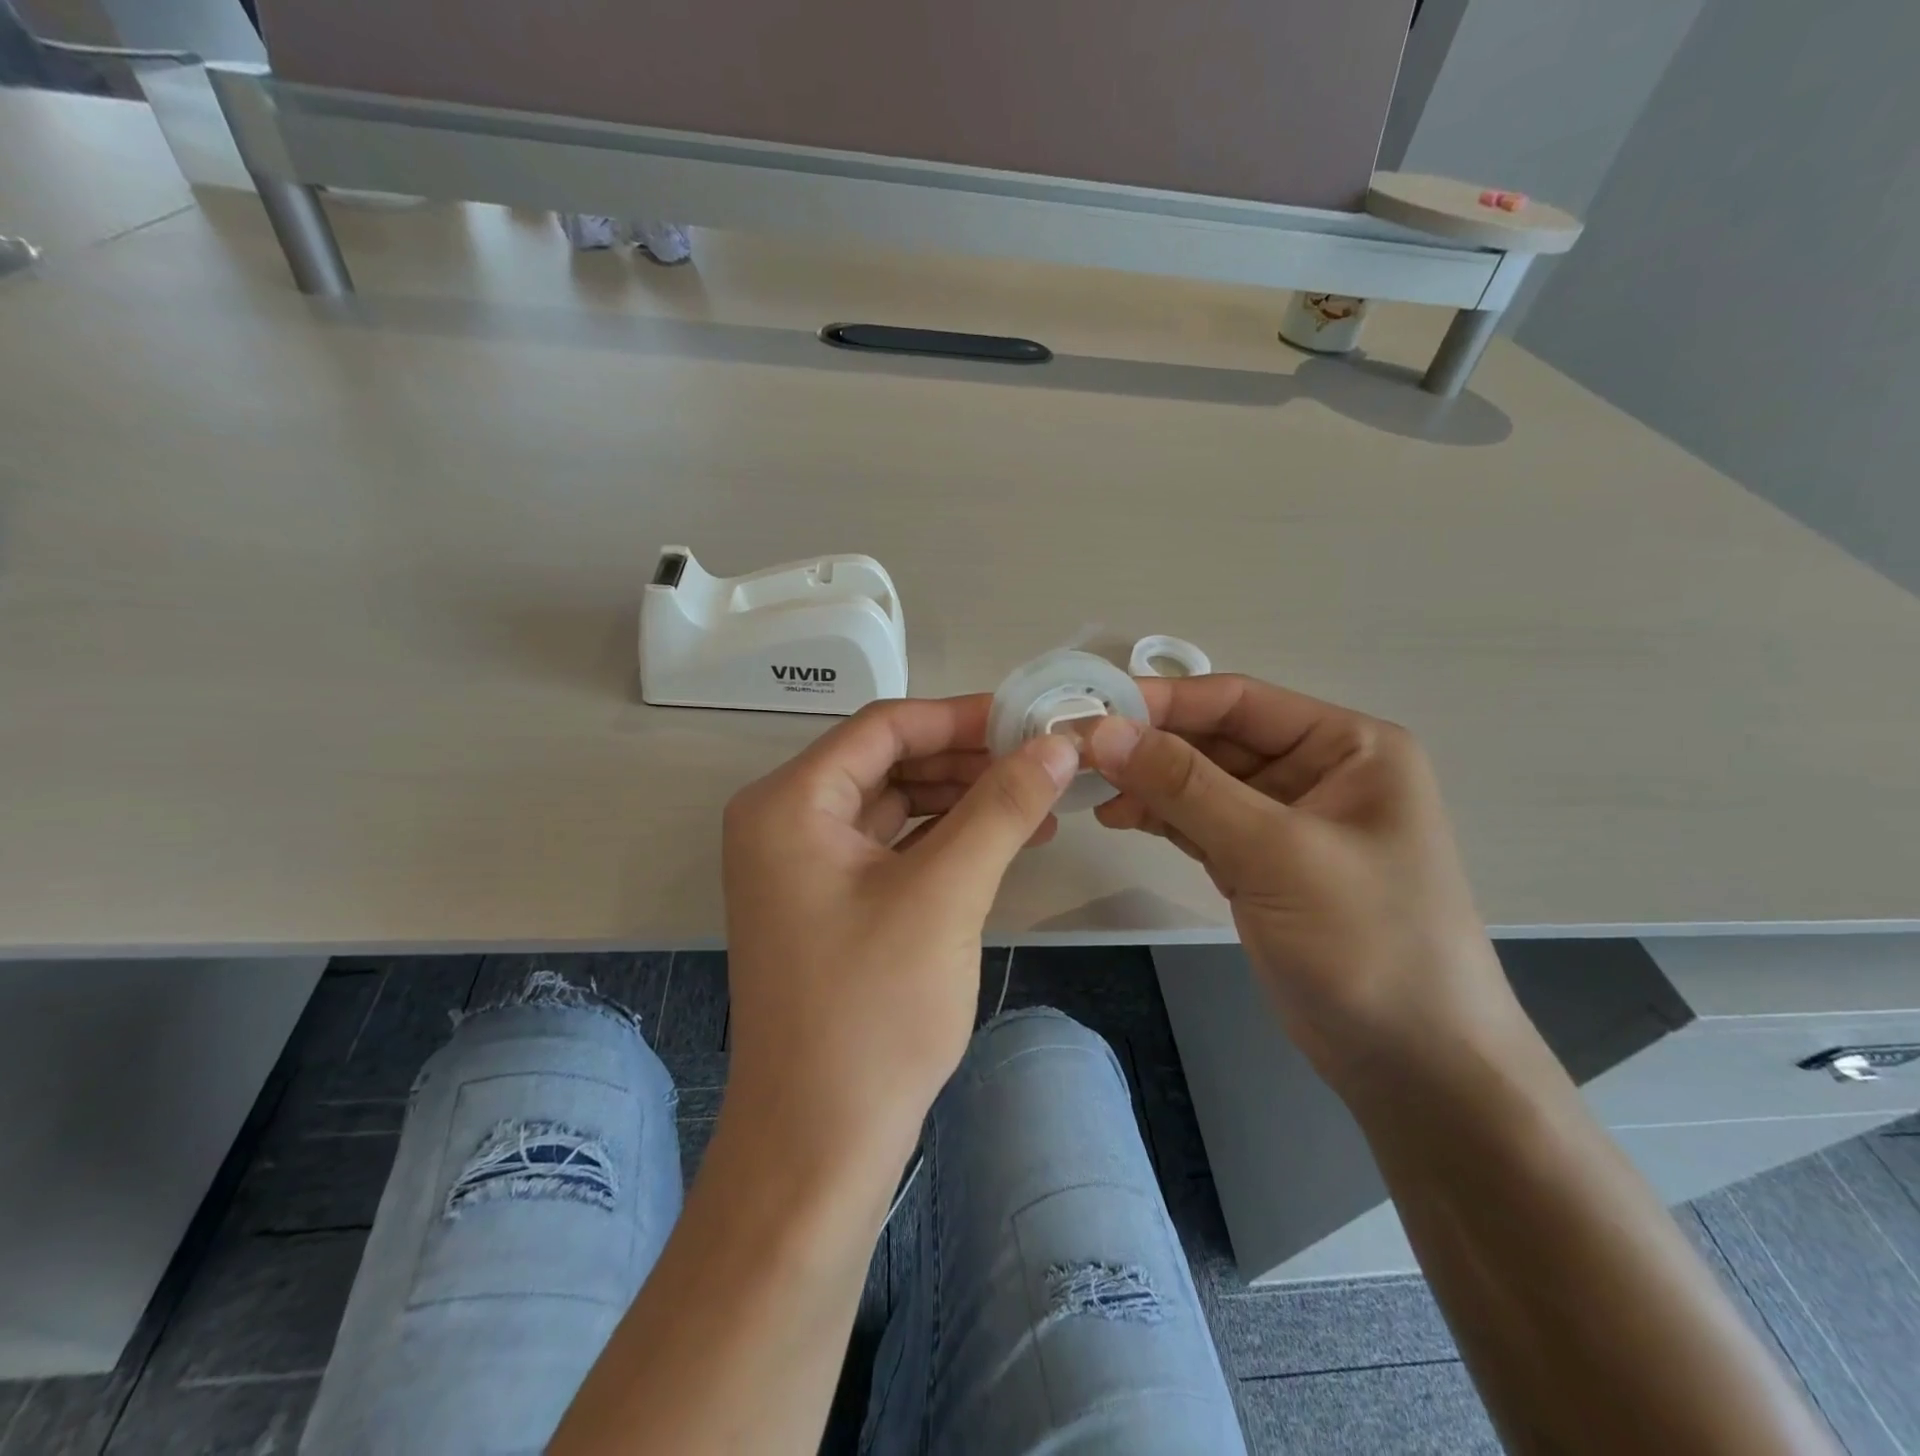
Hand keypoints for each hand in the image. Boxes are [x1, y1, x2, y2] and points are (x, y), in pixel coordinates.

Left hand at [721, 696, 1076, 1170]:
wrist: (819, 1144)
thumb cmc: (872, 1012)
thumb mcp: (945, 895)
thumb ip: (1002, 808)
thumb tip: (1057, 745)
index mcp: (788, 803)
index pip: (883, 728)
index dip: (960, 717)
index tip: (1030, 719)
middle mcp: (783, 822)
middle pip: (887, 762)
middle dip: (966, 760)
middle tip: (1041, 762)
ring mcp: (802, 866)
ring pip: (894, 806)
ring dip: (962, 799)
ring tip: (1036, 802)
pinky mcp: (828, 903)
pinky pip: (891, 848)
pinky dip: (945, 840)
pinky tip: (1002, 841)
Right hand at [1086, 675, 1521, 1087]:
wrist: (1414, 1066)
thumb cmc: (1366, 942)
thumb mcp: (1274, 853)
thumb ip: (1186, 786)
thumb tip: (1103, 731)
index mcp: (1348, 745)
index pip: (1239, 701)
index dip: (1163, 702)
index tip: (1092, 710)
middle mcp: (1319, 770)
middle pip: (1216, 739)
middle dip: (1149, 747)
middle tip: (1077, 755)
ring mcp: (1288, 820)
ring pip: (1202, 782)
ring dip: (1148, 784)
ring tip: (1089, 792)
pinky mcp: (1263, 864)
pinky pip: (1201, 822)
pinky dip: (1161, 818)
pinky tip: (1119, 817)